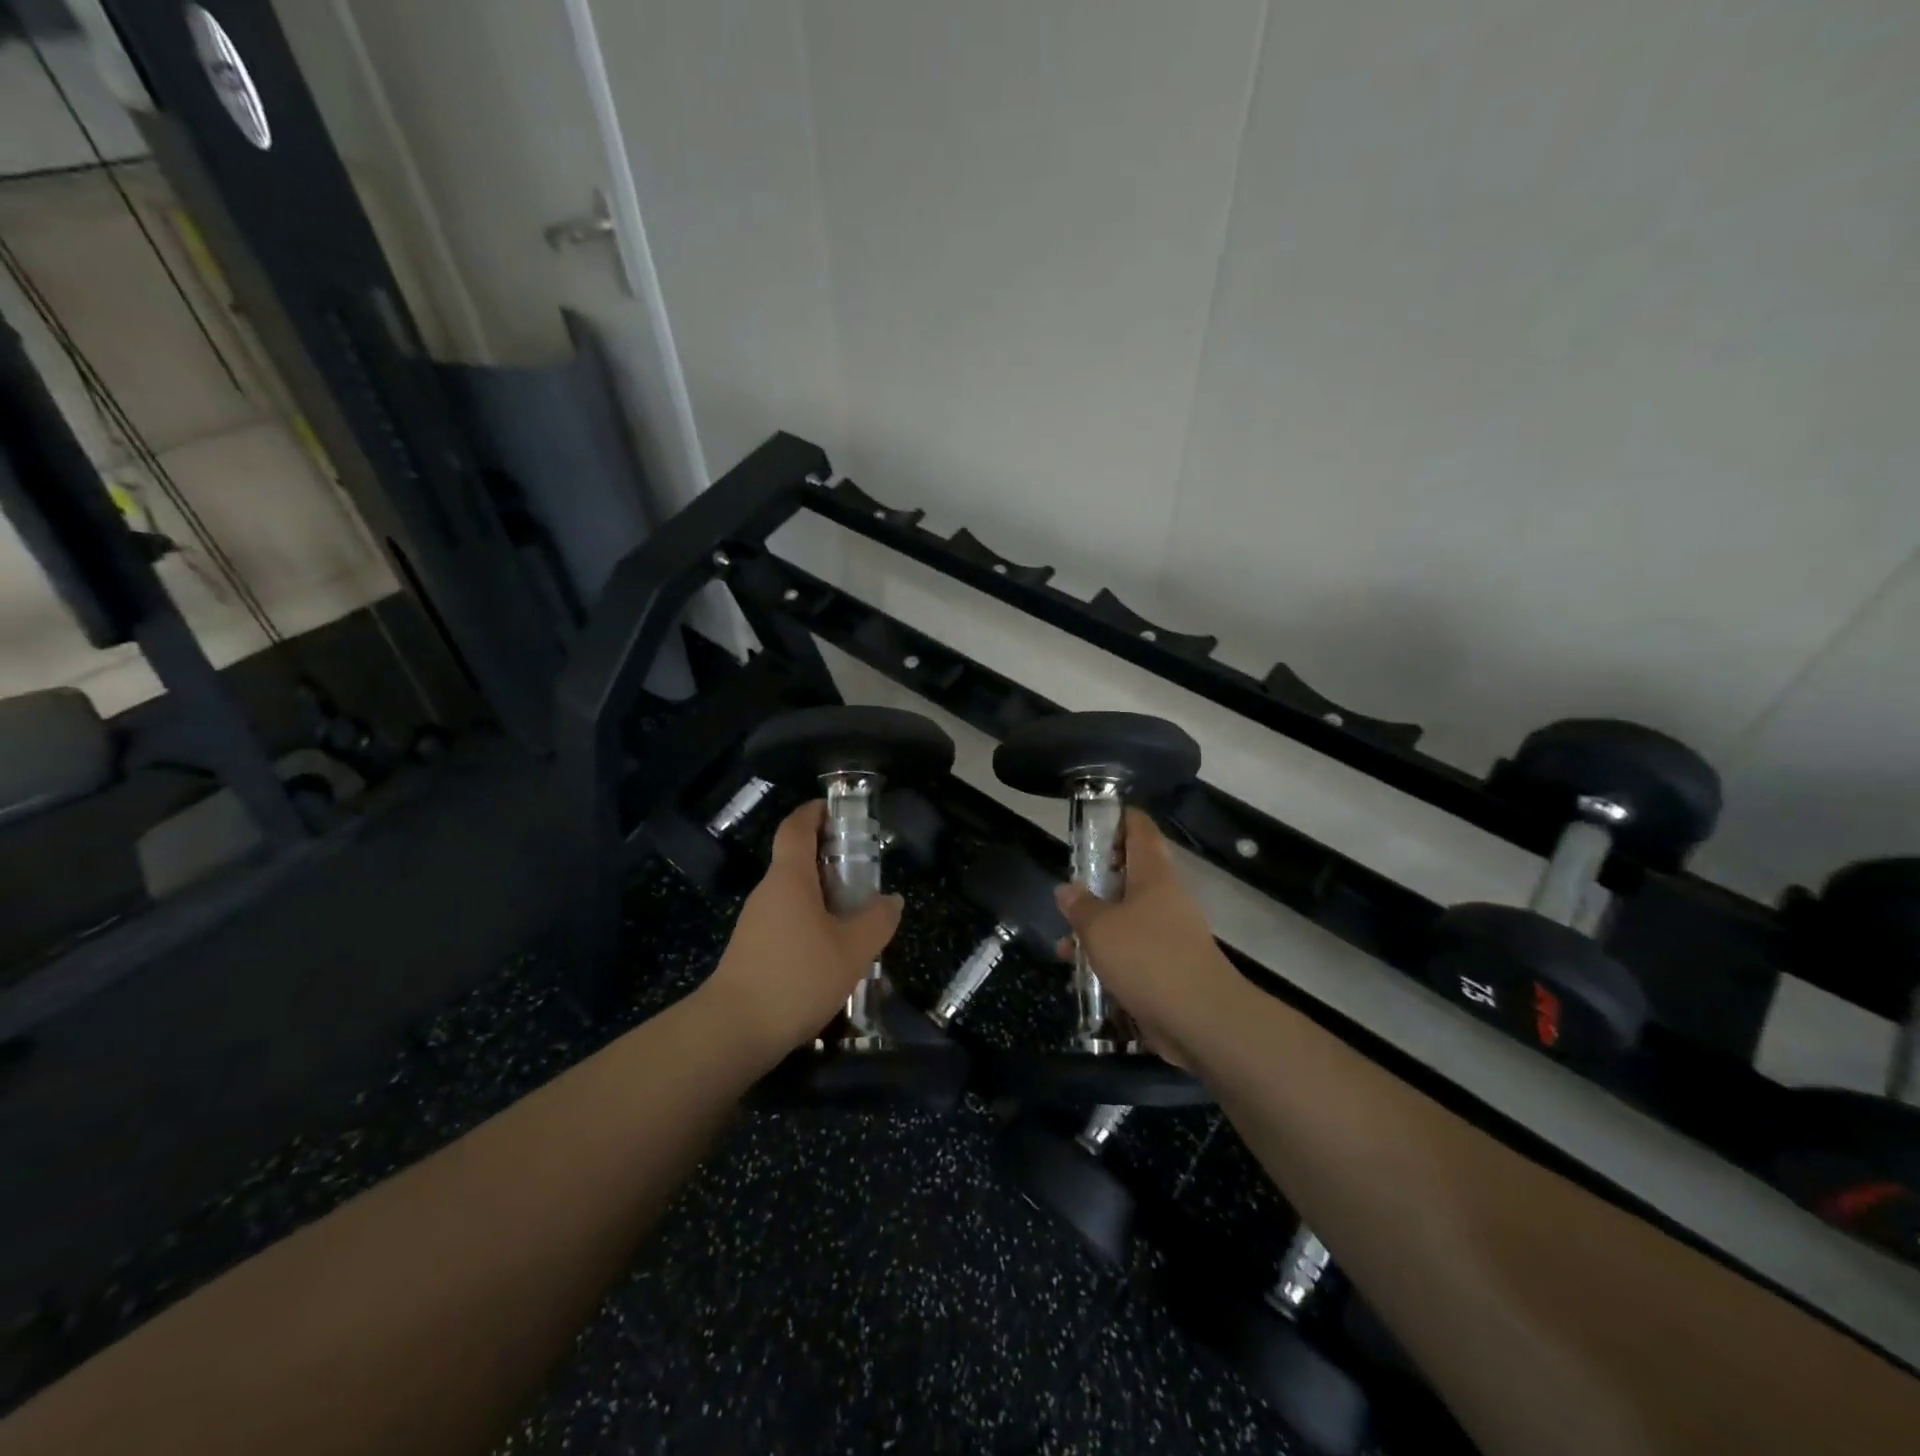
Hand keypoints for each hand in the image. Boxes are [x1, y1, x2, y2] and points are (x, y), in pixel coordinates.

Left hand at [705, 801, 902, 1061]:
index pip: (796, 827)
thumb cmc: (797, 977)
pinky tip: (833, 958)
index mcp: (790, 878)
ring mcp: (755, 923)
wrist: (733, 1031)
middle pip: (798, 862)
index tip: (839, 812)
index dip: (815, 812)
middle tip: (866, 877)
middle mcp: (768, 893)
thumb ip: (877, 921)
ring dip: (824, 901)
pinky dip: (811, 928)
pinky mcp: (751, 951)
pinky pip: (787, 925)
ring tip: (858, 924)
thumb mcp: (852, 950)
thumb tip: (891, 900)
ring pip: (795, 898)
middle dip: (832, 862)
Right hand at [1054, 810, 1239, 1066]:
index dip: (1119, 818)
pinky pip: (1132, 953)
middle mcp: (1164, 899)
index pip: (1140, 830)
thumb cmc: (1148, 958)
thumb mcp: (1100, 928)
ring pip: (1126, 918)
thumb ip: (1080, 906)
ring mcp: (1169, 935)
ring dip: (1096, 928)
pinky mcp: (1168, 968)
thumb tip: (1067, 889)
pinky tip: (1083, 976)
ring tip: (1064, 944)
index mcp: (1153, 876)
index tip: (1094, 818)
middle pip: (1129, 876)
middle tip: (1067, 889)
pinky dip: (1108, 958)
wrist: (1201, 1020)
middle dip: (1096, 882)